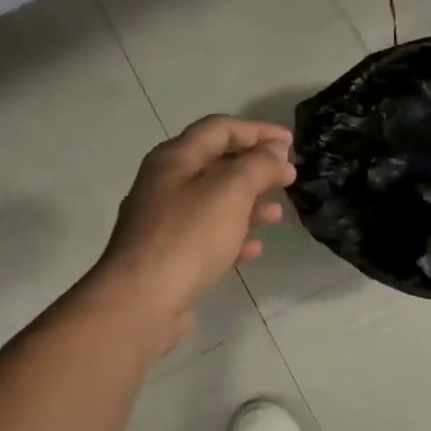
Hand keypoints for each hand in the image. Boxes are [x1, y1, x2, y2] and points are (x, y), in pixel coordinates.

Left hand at [90, 115, 294, 346]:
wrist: (140, 302)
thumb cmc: (188, 238)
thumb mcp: (230, 191)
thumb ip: (257, 166)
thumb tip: (275, 152)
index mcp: (174, 159)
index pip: (219, 128)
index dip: (257, 130)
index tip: (290, 142)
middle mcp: (164, 184)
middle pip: (215, 165)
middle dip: (254, 169)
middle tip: (287, 179)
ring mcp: (162, 222)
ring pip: (212, 203)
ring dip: (247, 204)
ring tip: (276, 215)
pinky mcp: (166, 256)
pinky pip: (205, 237)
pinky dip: (231, 236)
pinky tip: (253, 249)